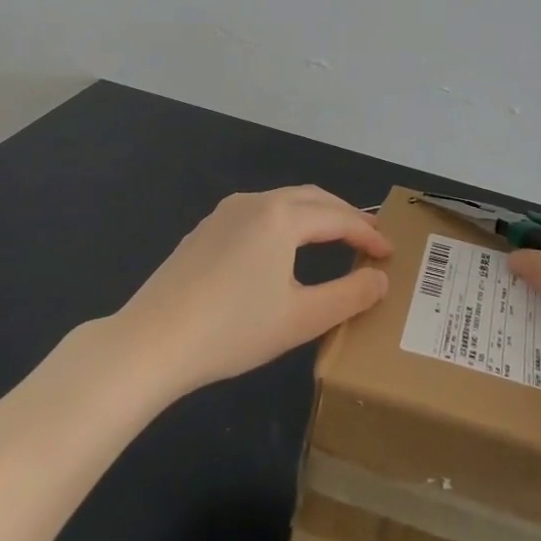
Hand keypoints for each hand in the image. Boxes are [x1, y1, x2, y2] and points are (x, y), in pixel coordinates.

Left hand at [116, 186, 391, 396]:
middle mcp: (255, 202)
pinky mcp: (204, 230)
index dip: (368, 234)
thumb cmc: (233, 330)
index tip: (390, 254)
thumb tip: (380, 279)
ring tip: (335, 238)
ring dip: (315, 215)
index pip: (339, 218)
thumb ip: (349, 296)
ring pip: (283, 202)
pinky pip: (258, 214)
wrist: (151, 342)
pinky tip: (284, 249)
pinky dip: (285, 222)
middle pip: (312, 198)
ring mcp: (224, 213)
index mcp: (282, 216)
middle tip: (369, 237)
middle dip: (345, 215)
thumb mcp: (302, 319)